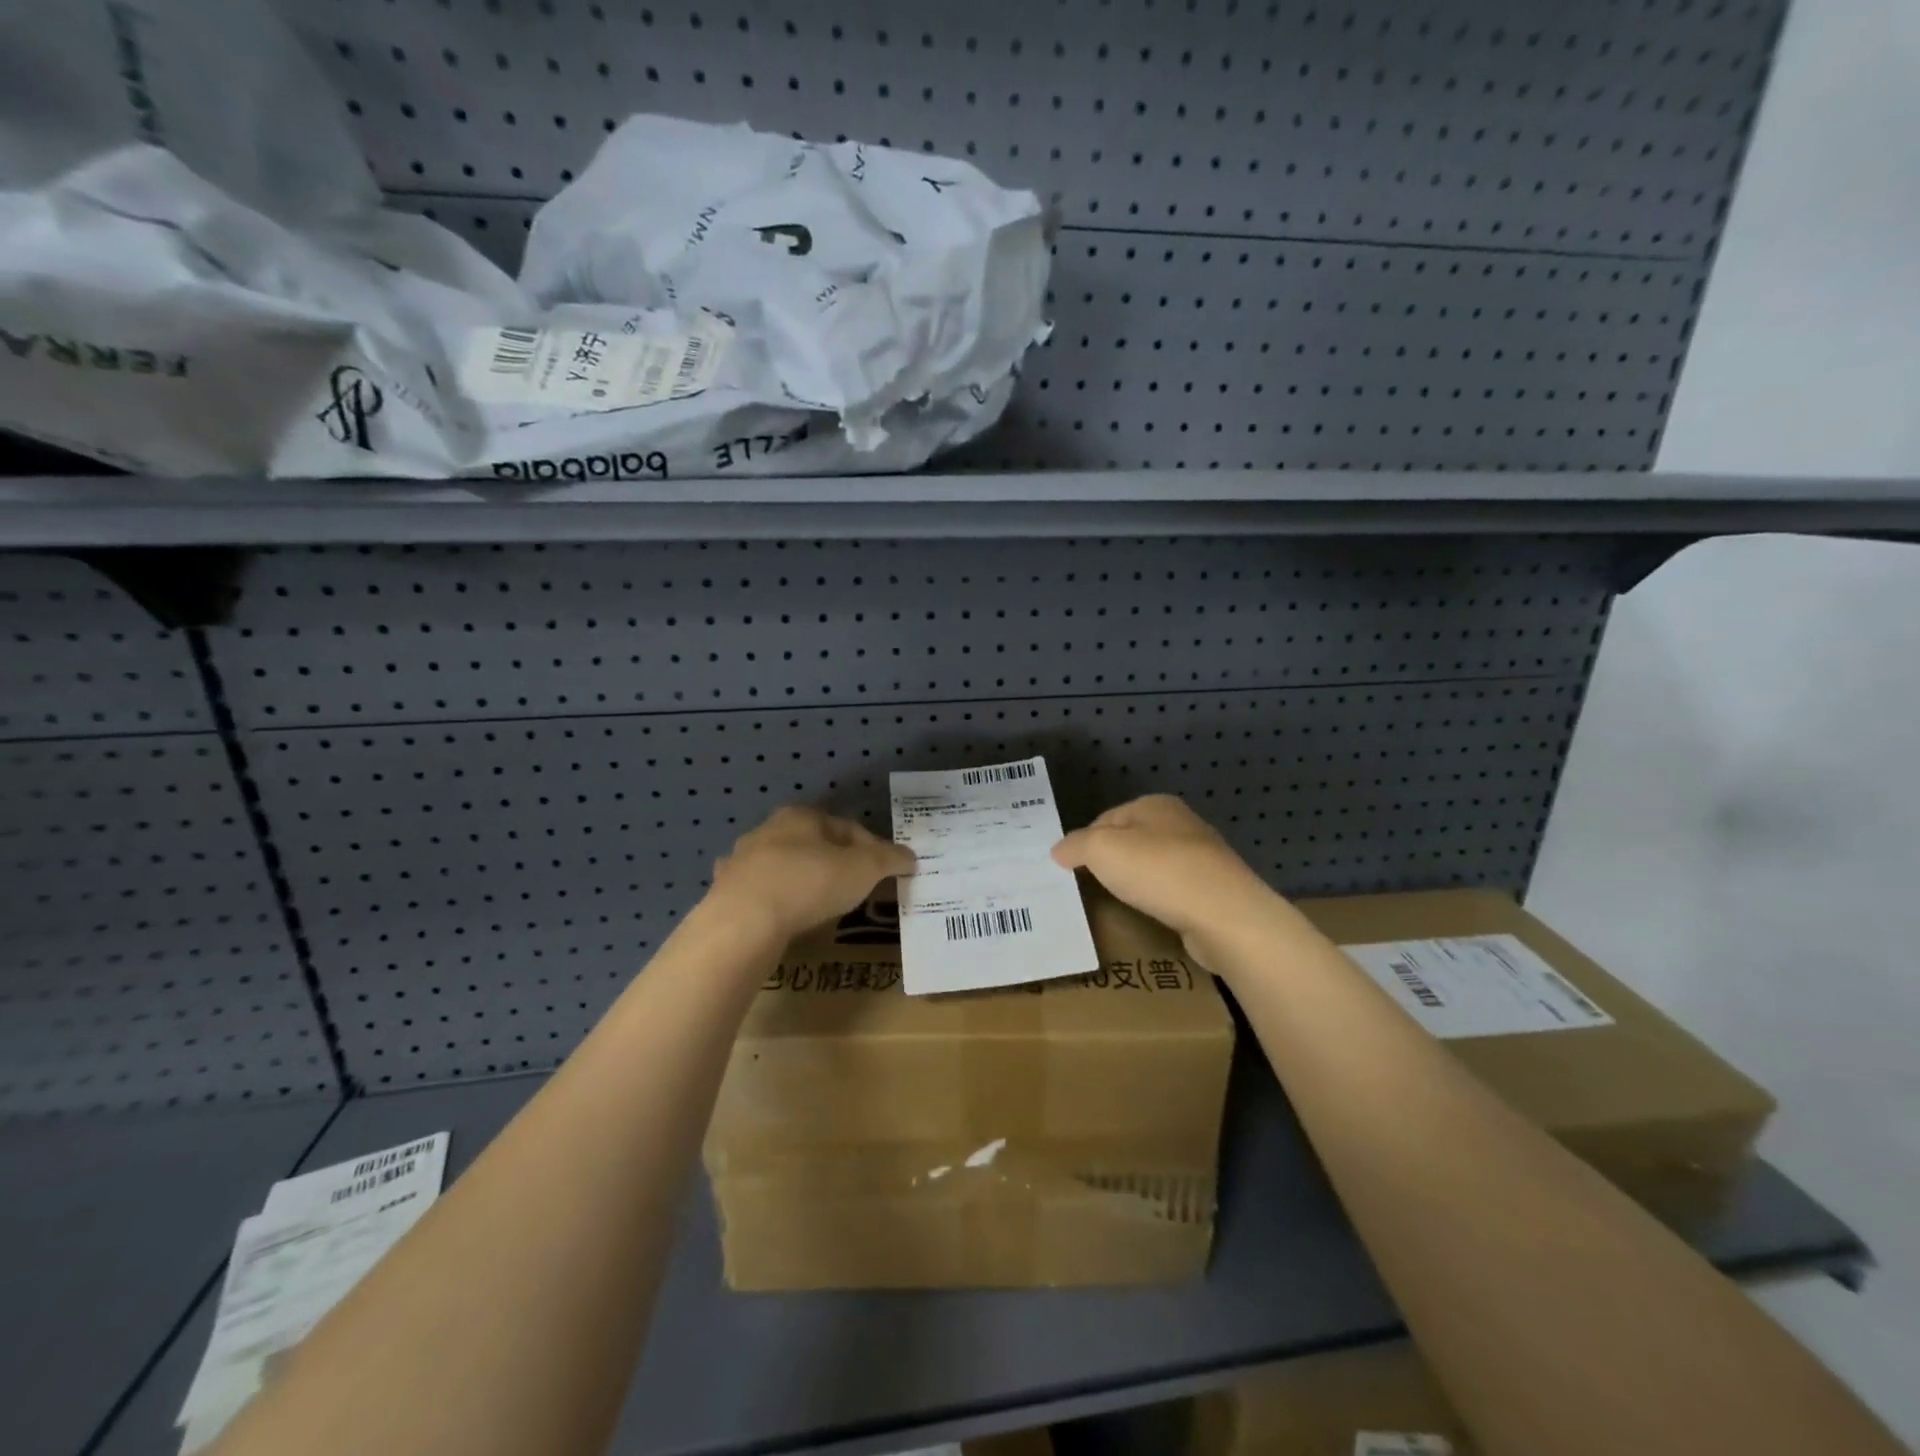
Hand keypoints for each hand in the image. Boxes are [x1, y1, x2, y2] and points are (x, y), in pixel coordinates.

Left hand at [709, 805, 914, 942]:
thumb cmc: (811, 882)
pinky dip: (771, 902)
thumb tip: (910, 857)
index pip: (846, 827)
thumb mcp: (864, 869)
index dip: (871, 848)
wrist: (744, 922)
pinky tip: (781, 918)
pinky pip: (757, 894)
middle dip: (833, 862)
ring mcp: (740, 861)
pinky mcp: (723, 892)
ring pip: (780, 867)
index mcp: (801, 816)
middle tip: (853, 888)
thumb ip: (889, 860)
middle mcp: (766, 830)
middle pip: (811, 844)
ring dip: (799, 880)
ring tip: (818, 906)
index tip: (884, 871)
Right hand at [1052, 795, 1281, 971]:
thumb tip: (1058, 850)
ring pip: (1154, 866)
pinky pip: (1174, 891)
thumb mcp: (1101, 850)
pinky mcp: (1214, 890)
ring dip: (1137, 883)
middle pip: (1131, 841)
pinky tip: (1151, 915)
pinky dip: (1159, 901)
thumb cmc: (1157, 871)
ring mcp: (1202, 858)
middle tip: (1089, 887)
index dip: (1085, 842)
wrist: (1223, 914)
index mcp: (1155, 805)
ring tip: (1119, 903)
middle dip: (1111, 862)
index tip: (1070, 869)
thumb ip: (1075, 846)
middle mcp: (1181, 824)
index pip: (1106, 818)